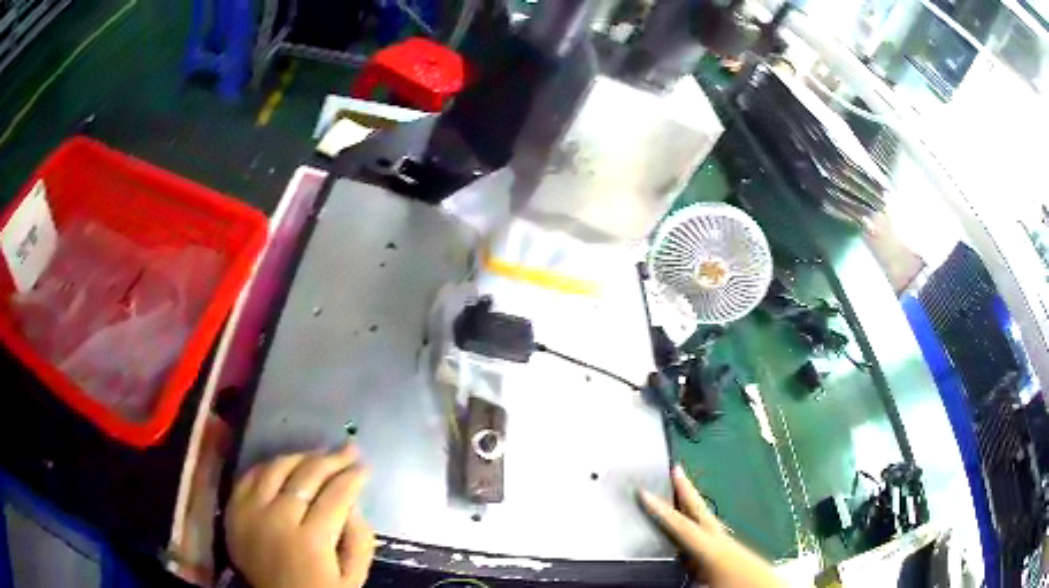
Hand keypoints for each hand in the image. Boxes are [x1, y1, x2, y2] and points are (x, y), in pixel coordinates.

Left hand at [225, 445, 374, 587]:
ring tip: (319, 454)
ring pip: (276, 468)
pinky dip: (269, 466)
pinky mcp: (234, 510)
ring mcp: (251, 512)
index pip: (336, 494)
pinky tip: (285, 465)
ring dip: (301, 457)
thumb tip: (353, 503)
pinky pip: (250, 476)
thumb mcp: (353, 578)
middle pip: (306, 476)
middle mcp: (277, 519)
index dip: (353, 477)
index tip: (365, 467)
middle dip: (333, 459)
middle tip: (349, 450)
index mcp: (310, 540)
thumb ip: (360, 541)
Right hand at [639, 466, 782, 587]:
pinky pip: (710, 531)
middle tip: (676, 468)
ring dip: (693, 505)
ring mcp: (728, 544)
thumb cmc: (738, 587)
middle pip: (699, 510)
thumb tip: (668, 565)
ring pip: (707, 519)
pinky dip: (699, 522)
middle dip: (686, 490)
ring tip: (679, 495)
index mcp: (711, 548)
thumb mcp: (707, 587)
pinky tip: (694, 530)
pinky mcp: (733, 552)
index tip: (642, 491)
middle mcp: (720, 540)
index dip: (659, 509)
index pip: (680, 525)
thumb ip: (686, 574)